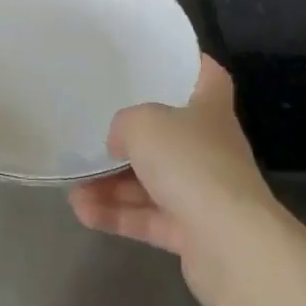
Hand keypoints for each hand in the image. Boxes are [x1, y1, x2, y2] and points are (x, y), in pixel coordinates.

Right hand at [69, 57, 276, 305]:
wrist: (231, 246)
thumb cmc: (190, 162)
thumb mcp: (143, 124)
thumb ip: (124, 124)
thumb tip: (119, 141)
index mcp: (210, 109)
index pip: (209, 76)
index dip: (191, 64)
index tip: (163, 59)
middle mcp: (210, 147)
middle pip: (171, 134)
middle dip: (134, 136)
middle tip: (98, 129)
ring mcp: (204, 193)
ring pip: (153, 181)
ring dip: (113, 184)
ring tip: (74, 184)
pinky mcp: (193, 235)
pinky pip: (149, 218)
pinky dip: (118, 215)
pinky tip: (82, 212)